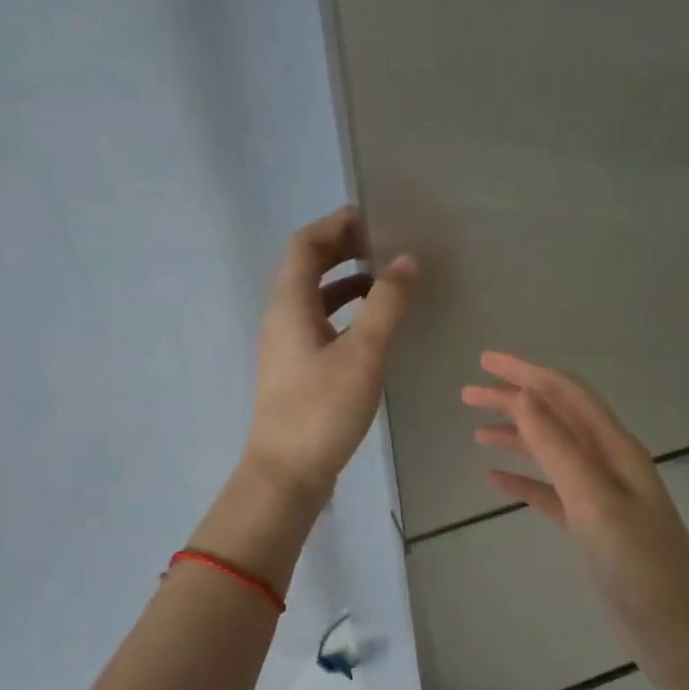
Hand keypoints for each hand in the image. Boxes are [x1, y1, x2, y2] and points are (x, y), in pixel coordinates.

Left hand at [242, 207, 415, 498]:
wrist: (287, 472)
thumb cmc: (322, 409)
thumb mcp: (362, 353)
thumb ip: (385, 305)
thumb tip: (406, 260)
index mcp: (290, 304)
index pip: (305, 245)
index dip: (335, 225)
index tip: (372, 217)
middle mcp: (282, 318)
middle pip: (307, 268)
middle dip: (343, 250)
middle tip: (384, 245)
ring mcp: (287, 346)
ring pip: (314, 299)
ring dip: (346, 283)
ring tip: (386, 282)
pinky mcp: (296, 371)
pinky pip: (320, 325)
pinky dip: (345, 314)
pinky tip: (373, 329)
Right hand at [462, 351, 688, 664]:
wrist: (676, 630)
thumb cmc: (638, 564)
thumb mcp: (594, 500)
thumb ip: (558, 448)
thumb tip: (523, 396)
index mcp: (615, 449)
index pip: (566, 394)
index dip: (526, 373)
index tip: (484, 360)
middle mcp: (609, 463)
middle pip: (556, 418)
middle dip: (514, 400)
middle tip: (468, 394)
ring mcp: (600, 496)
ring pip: (551, 453)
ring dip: (516, 437)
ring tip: (476, 431)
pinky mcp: (590, 527)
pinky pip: (551, 492)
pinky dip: (523, 480)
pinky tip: (495, 480)